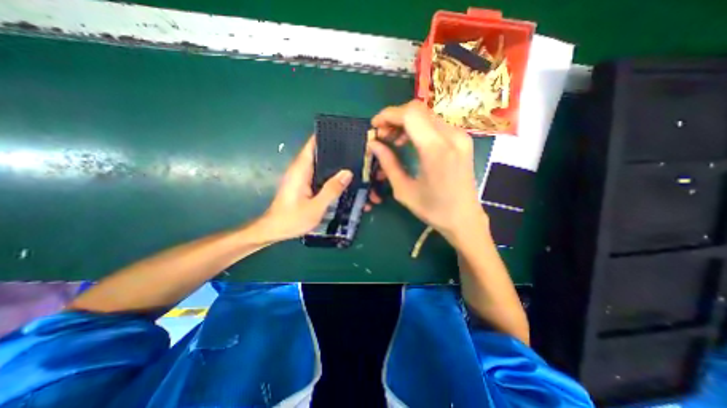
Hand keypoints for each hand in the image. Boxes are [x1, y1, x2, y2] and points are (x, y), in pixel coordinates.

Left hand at [259, 138, 352, 241]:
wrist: (273, 230)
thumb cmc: (292, 219)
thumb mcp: (316, 207)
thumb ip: (331, 189)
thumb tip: (347, 173)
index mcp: (300, 170)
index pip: (312, 145)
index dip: (325, 137)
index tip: (343, 134)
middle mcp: (299, 170)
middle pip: (317, 152)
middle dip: (334, 149)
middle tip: (354, 149)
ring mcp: (300, 177)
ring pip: (318, 163)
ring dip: (332, 162)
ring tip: (352, 161)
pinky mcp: (302, 185)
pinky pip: (318, 173)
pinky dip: (328, 172)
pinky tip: (341, 178)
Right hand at [370, 101, 487, 243]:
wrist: (464, 219)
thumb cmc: (433, 210)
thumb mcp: (404, 190)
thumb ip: (388, 163)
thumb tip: (373, 144)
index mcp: (436, 150)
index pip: (410, 114)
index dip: (388, 115)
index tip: (374, 127)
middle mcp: (452, 136)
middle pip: (418, 110)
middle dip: (394, 118)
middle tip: (381, 136)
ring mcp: (460, 136)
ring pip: (426, 115)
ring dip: (405, 122)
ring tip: (393, 140)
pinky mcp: (462, 140)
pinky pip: (435, 124)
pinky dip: (417, 127)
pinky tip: (409, 141)